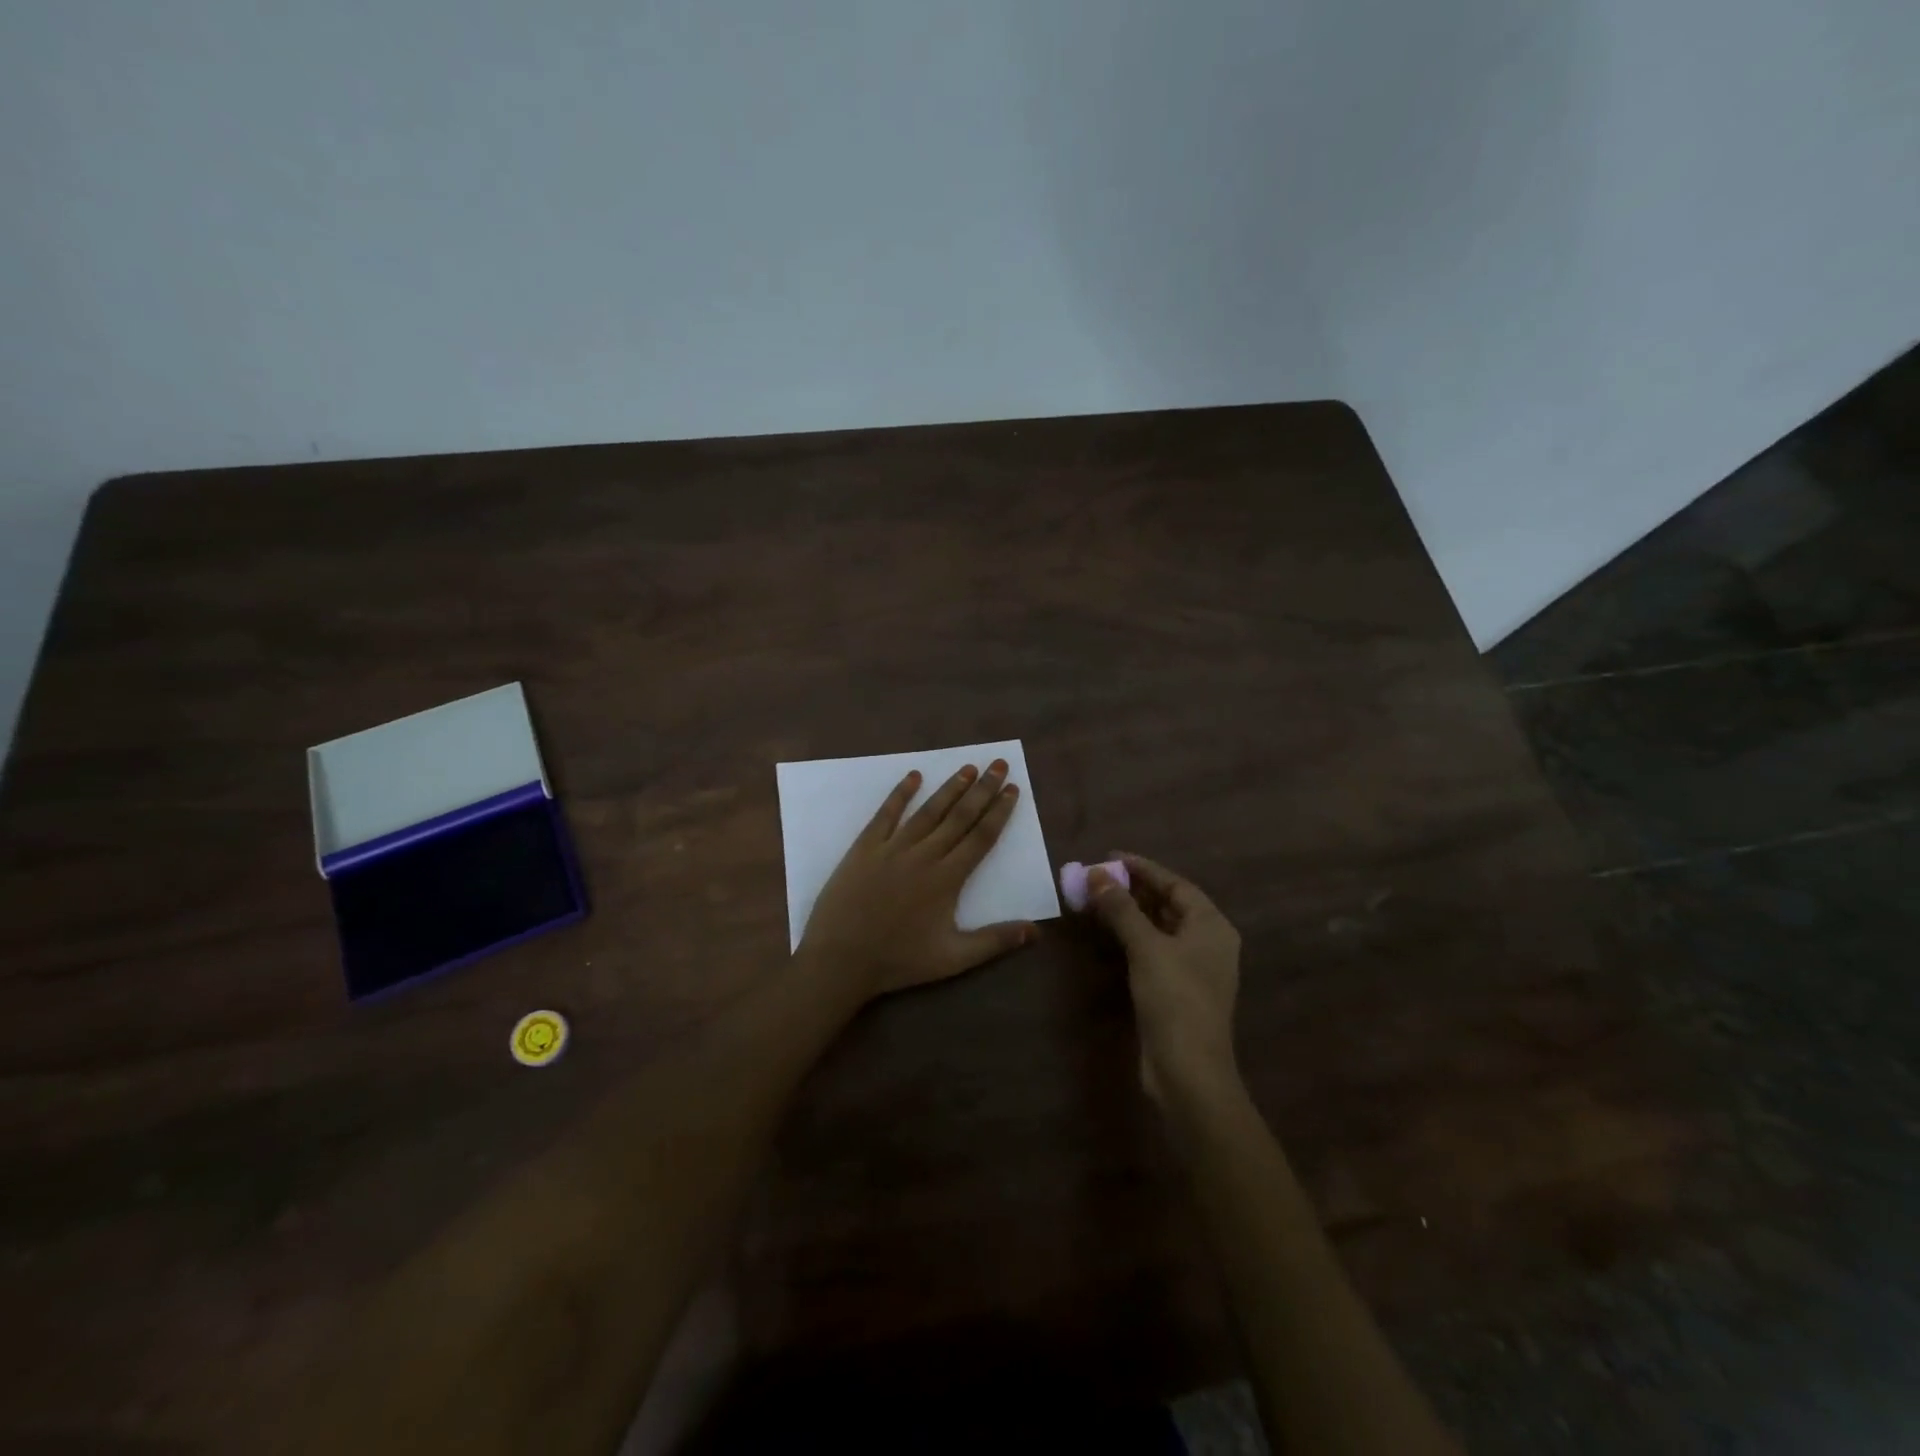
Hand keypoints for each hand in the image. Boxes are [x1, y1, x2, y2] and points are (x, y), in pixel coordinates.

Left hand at [798, 759, 1035, 1001]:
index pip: (981, 837)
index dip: (999, 812)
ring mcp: (892, 848)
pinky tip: (913, 776)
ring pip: (928, 811)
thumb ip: (995, 941)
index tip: (1013, 789)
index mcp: (947, 879)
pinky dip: (900, 794)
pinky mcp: (865, 847)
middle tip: (999, 765)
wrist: (840, 959)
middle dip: (982, 789)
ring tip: (968, 767)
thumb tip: (1037, 931)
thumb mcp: (953, 959)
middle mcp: (924, 855)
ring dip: (950, 787)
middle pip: (959, 816)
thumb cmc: (898, 961)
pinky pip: (886, 814)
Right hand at [1085, 853, 1241, 1105]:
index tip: (1109, 857)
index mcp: (1212, 925)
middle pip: (1169, 904)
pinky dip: (1133, 937)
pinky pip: (1154, 949)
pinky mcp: (1178, 990)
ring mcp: (1194, 968)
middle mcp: (1208, 942)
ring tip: (1098, 899)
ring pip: (1160, 928)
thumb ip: (1121, 908)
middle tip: (1098, 878)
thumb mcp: (1146, 947)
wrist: (1188, 1070)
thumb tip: (1095, 874)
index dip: (1143, 868)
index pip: (1175, 884)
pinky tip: (1110, 934)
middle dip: (1133, 889)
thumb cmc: (1174, 999)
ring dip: (1130, 912)